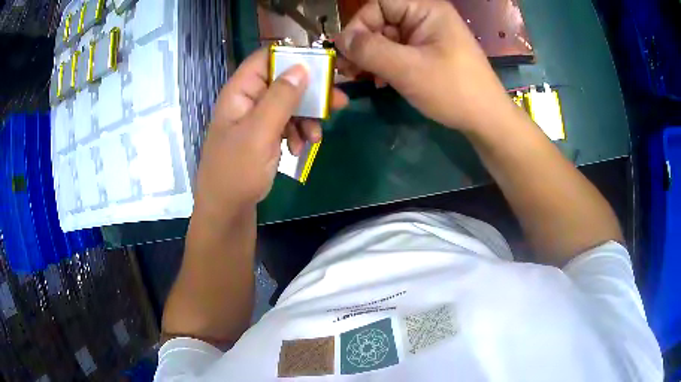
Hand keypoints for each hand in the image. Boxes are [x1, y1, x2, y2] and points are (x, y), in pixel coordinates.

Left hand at [194, 49, 347, 216]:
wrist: (227, 211)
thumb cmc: (237, 171)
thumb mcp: (260, 132)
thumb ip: (281, 98)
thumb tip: (302, 67)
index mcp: (240, 92)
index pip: (266, 58)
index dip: (293, 57)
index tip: (322, 67)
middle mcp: (248, 100)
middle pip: (283, 81)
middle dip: (310, 93)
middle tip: (338, 102)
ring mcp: (256, 119)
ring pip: (289, 104)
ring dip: (306, 118)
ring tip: (315, 138)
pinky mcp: (263, 136)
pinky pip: (286, 124)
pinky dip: (297, 133)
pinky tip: (299, 149)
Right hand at [337, 0, 512, 131]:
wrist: (486, 120)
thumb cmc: (452, 90)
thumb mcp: (407, 69)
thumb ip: (369, 50)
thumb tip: (340, 40)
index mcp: (425, 10)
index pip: (379, 3)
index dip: (360, 23)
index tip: (349, 50)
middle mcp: (425, 17)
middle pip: (380, 20)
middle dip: (362, 44)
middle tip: (348, 70)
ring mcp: (427, 36)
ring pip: (386, 38)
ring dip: (370, 57)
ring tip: (360, 78)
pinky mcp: (427, 53)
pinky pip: (397, 52)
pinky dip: (384, 65)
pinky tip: (380, 82)